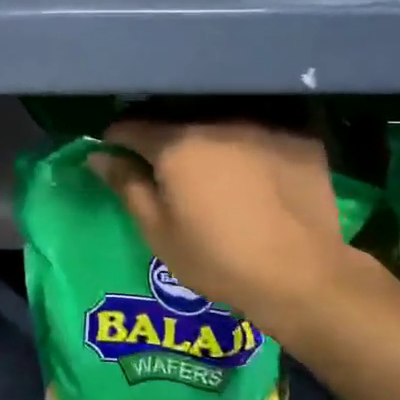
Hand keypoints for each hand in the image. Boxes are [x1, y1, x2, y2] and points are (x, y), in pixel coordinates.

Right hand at [89, 120, 354, 335]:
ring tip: (215, 175)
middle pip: (179, 123)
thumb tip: (98, 155)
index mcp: (177, 145)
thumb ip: (126, 186)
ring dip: (211, 144)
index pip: (132, 128)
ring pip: (223, 127)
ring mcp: (264, 127)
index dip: (117, 141)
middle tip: (167, 173)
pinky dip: (252, 150)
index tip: (115, 156)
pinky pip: (263, 136)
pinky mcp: (300, 139)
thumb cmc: (218, 260)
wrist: (302, 276)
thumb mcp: (159, 232)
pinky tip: (259, 177)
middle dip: (166, 143)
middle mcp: (218, 123)